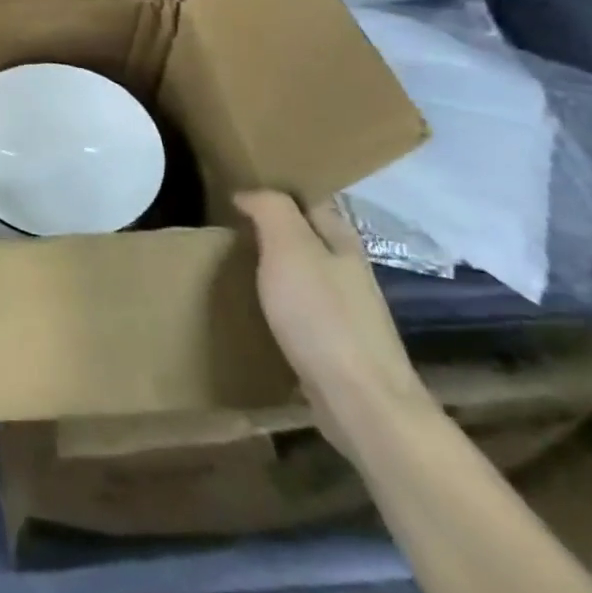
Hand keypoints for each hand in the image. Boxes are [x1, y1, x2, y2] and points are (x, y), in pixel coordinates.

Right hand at [236, 190, 430, 457]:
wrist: (361, 402)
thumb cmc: (321, 316)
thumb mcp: (289, 248)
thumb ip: (271, 210)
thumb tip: (248, 192)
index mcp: (341, 239)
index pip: (309, 198)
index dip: (277, 190)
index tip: (239, 191)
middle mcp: (348, 268)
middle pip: (309, 235)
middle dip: (275, 227)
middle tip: (230, 225)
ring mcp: (347, 309)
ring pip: (306, 272)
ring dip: (277, 265)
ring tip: (236, 263)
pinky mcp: (337, 344)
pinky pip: (303, 308)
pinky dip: (280, 301)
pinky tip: (259, 308)